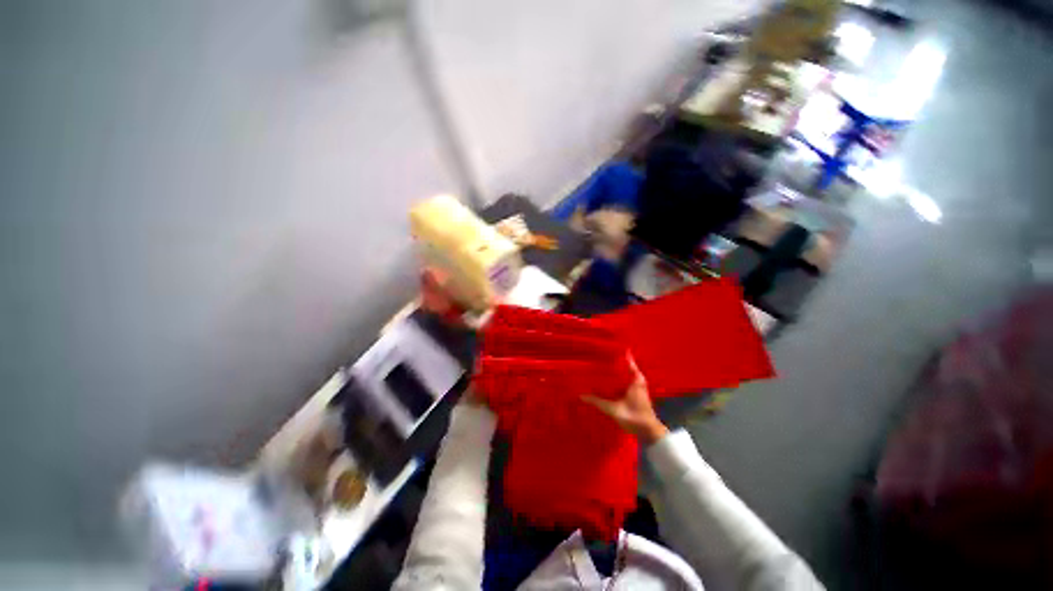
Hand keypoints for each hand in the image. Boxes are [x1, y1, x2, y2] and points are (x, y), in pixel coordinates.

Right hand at [583, 356, 668, 445]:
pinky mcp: (636, 395)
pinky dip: (617, 380)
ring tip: (601, 366)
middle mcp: (638, 381)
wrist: (649, 433)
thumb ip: (598, 401)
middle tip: (600, 355)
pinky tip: (608, 381)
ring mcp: (638, 388)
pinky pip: (625, 383)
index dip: (619, 354)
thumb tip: (581, 395)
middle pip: (626, 367)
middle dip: (615, 362)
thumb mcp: (613, 409)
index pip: (628, 361)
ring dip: (616, 371)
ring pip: (625, 375)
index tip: (609, 347)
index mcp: (635, 380)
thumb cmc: (634, 416)